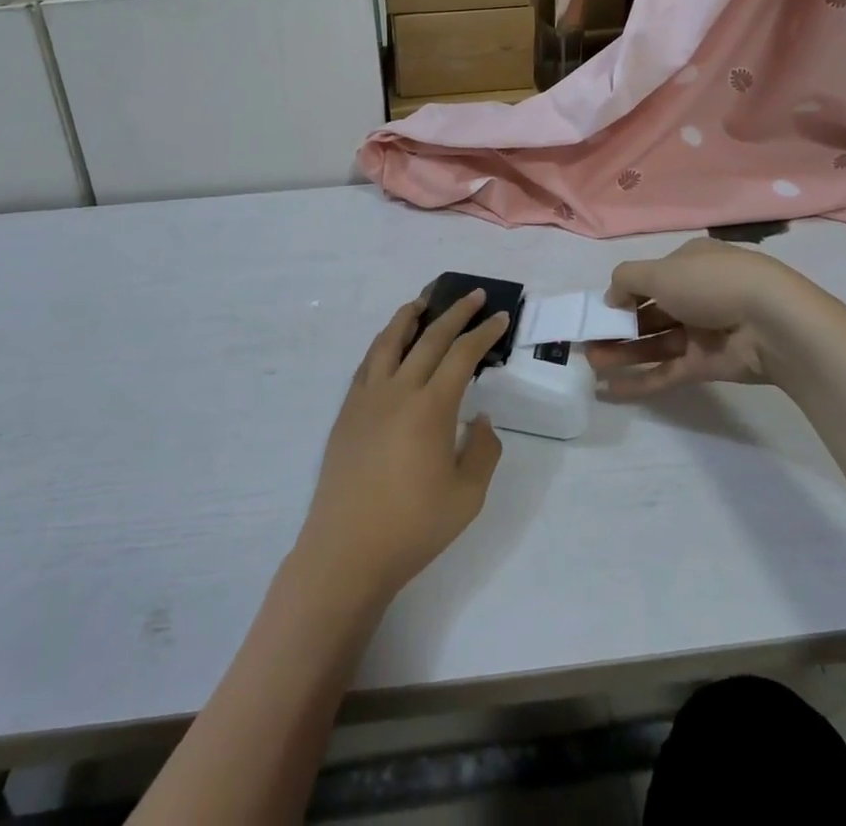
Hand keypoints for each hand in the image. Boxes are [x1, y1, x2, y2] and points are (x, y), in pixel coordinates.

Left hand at [296, 291, 507, 599]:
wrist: (347, 549)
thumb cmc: (413, 527)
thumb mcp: (468, 496)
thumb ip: (482, 451)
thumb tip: (480, 418)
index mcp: (431, 407)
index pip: (462, 355)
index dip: (483, 333)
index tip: (498, 316)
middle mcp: (398, 390)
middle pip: (429, 338)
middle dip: (454, 313)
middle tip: (472, 296)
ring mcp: (367, 397)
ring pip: (390, 341)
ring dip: (409, 316)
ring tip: (423, 301)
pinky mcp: (347, 410)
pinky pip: (368, 362)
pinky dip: (383, 343)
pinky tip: (389, 344)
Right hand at [588, 237, 819, 398]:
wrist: (771, 323)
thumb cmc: (711, 283)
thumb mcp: (660, 270)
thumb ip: (626, 280)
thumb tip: (611, 298)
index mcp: (690, 264)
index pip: (651, 277)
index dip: (623, 292)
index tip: (600, 309)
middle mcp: (696, 295)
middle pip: (649, 312)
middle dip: (617, 327)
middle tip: (587, 341)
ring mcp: (703, 332)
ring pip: (655, 343)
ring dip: (622, 353)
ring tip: (591, 363)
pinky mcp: (707, 365)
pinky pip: (667, 372)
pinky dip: (641, 381)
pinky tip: (611, 390)